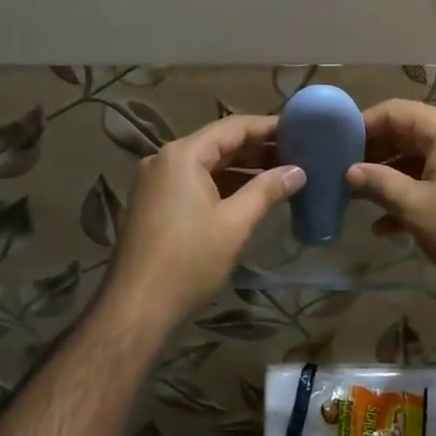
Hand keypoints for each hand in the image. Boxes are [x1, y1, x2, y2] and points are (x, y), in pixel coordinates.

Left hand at [101, 115, 304, 331]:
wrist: (137, 308)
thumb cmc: (189, 262)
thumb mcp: (234, 224)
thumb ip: (267, 191)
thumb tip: (298, 171)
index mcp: (182, 155)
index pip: (232, 127)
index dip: (267, 127)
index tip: (299, 129)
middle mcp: (164, 160)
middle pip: (217, 144)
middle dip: (256, 149)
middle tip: (296, 153)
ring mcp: (154, 183)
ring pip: (205, 165)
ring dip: (240, 169)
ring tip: (280, 174)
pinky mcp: (152, 205)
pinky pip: (192, 183)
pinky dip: (221, 185)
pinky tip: (248, 195)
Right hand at [347, 99, 435, 295]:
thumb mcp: (414, 207)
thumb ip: (378, 183)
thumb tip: (350, 171)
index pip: (394, 111)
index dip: (362, 125)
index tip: (335, 146)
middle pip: (408, 134)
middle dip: (375, 155)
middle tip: (343, 174)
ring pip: (422, 160)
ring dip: (391, 179)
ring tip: (360, 201)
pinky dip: (415, 195)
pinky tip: (389, 227)